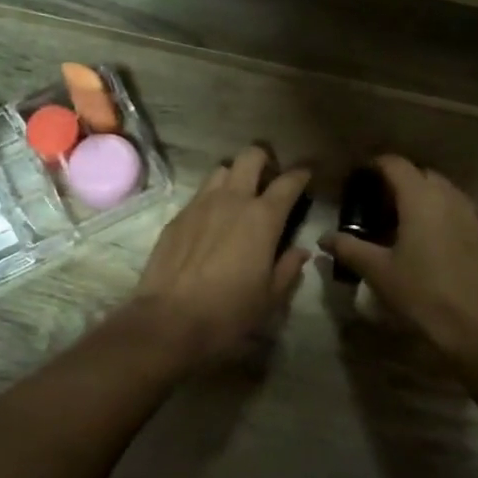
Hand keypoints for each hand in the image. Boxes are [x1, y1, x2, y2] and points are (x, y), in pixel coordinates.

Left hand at [129, 145, 311, 364]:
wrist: (169, 320)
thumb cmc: (229, 312)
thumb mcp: (270, 297)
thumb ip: (288, 268)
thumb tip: (299, 251)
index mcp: (263, 217)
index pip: (289, 182)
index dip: (302, 173)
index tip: (308, 173)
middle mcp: (232, 199)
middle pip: (250, 157)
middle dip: (265, 160)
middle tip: (270, 178)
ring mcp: (200, 204)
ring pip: (221, 170)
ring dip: (235, 175)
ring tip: (239, 196)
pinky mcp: (177, 217)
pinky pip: (199, 194)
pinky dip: (212, 198)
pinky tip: (212, 221)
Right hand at [319, 156, 477, 364]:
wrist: (474, 326)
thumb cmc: (421, 293)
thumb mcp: (377, 271)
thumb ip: (349, 248)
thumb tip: (324, 238)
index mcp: (420, 198)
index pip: (396, 164)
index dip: (375, 164)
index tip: (359, 176)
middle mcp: (449, 197)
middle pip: (421, 174)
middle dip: (399, 181)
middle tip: (377, 203)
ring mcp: (471, 215)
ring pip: (443, 191)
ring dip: (422, 196)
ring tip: (402, 220)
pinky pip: (459, 210)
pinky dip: (441, 214)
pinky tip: (429, 240)